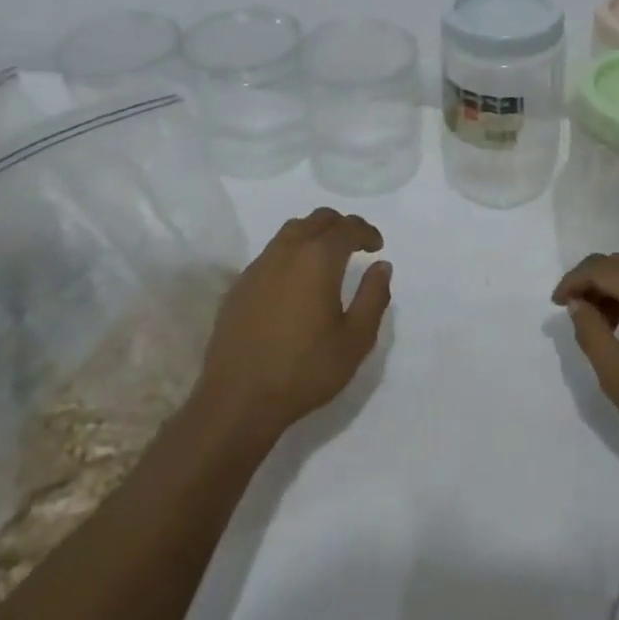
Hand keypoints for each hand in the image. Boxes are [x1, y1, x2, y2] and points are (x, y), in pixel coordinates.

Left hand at [196, 208, 391, 440]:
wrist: (238, 399)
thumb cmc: (305, 370)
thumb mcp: (355, 340)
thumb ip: (373, 297)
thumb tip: (381, 266)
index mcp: (318, 259)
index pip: (346, 228)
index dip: (366, 232)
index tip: (377, 246)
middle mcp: (286, 252)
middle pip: (317, 220)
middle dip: (340, 226)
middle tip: (355, 245)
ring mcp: (258, 266)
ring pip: (290, 232)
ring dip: (313, 234)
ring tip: (327, 258)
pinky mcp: (240, 285)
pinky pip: (271, 253)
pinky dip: (291, 253)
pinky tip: (295, 281)